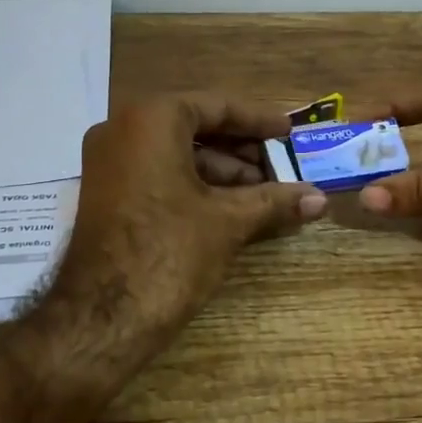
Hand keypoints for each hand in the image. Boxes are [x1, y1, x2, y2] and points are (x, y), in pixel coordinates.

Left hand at [53, 93, 325, 339]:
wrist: (100, 318)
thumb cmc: (168, 253)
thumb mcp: (227, 222)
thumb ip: (274, 201)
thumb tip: (321, 199)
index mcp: (150, 119)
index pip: (216, 105)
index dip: (258, 119)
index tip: (288, 132)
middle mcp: (121, 129)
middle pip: (195, 127)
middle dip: (241, 150)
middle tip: (281, 168)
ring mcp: (108, 163)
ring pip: (176, 153)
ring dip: (221, 172)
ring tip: (264, 196)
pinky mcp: (105, 194)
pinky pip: (157, 174)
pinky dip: (194, 186)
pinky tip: (230, 209)